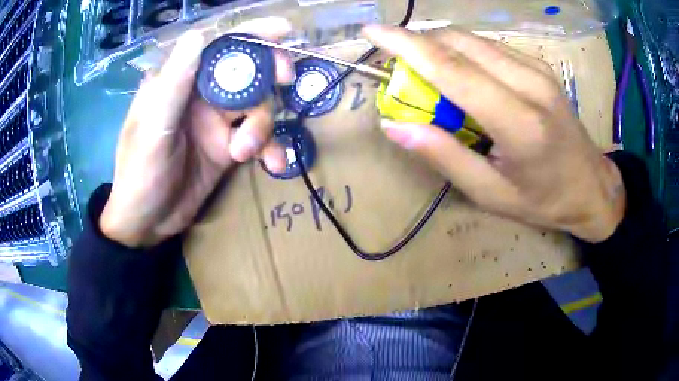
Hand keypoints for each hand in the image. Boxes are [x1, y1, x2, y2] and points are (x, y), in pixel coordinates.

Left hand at [100, 18, 293, 247]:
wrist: (146, 223)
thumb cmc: (139, 174)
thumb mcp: (152, 128)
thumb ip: (175, 83)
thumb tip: (198, 35)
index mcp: (179, 83)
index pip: (217, 47)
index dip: (250, 34)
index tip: (284, 30)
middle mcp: (201, 96)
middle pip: (246, 71)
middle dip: (269, 72)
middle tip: (287, 80)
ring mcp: (216, 123)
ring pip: (257, 107)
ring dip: (262, 127)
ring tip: (245, 153)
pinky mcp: (228, 148)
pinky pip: (259, 140)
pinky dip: (271, 150)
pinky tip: (274, 165)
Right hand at [364, 25, 625, 242]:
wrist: (591, 186)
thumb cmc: (543, 200)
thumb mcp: (490, 193)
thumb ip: (444, 156)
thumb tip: (394, 125)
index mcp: (520, 123)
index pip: (453, 68)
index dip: (406, 45)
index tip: (372, 32)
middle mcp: (530, 83)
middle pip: (459, 43)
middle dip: (418, 45)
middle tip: (399, 69)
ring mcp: (537, 68)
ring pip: (473, 40)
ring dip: (439, 48)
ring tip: (428, 77)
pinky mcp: (539, 65)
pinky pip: (489, 47)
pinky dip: (462, 53)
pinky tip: (461, 76)